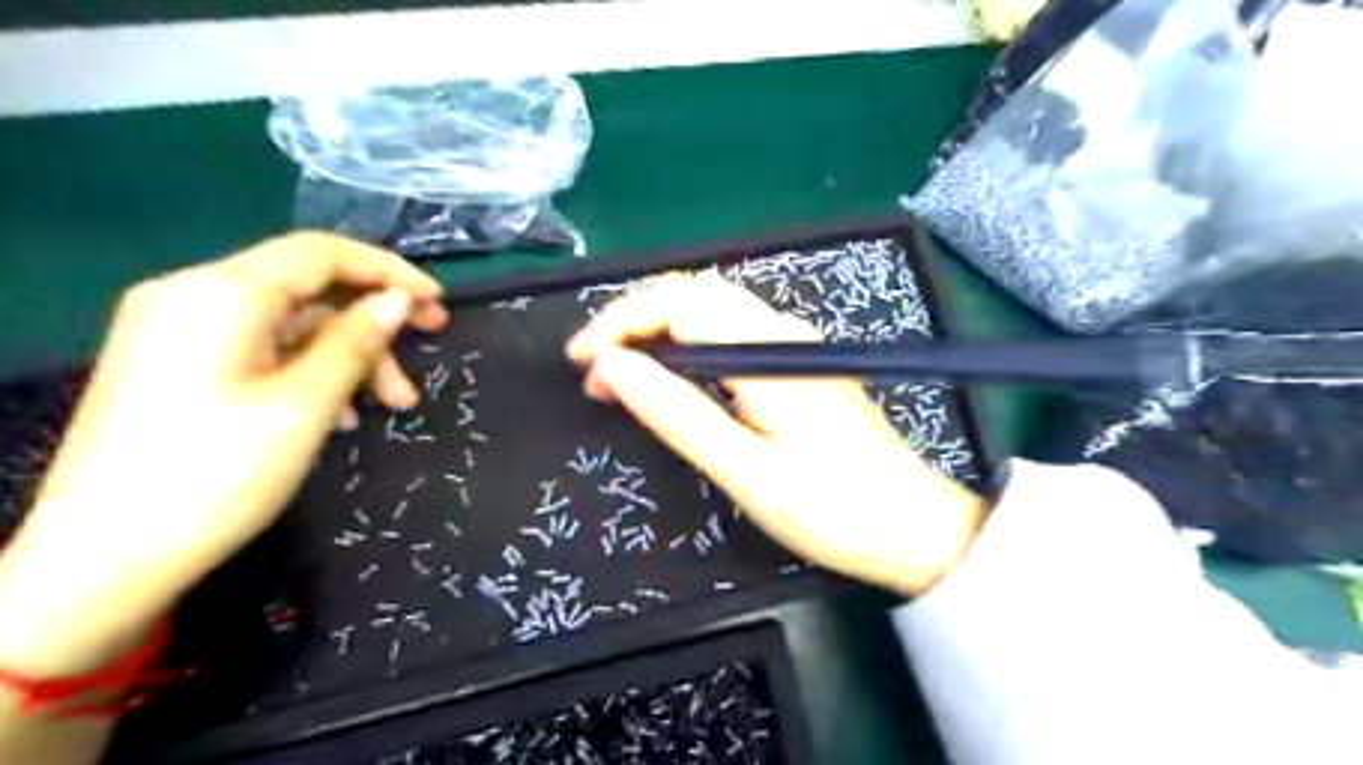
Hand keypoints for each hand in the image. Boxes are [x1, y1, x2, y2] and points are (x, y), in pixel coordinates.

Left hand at [0, 233, 449, 674]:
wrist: (102, 559)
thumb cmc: (218, 474)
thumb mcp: (306, 404)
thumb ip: (356, 342)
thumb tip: (398, 301)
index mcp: (221, 294)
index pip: (321, 253)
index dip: (388, 271)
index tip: (438, 303)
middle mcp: (193, 296)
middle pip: (308, 288)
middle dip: (373, 321)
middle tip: (428, 349)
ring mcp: (178, 331)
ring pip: (290, 323)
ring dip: (349, 355)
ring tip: (392, 406)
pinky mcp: (176, 365)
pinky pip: (262, 348)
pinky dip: (311, 370)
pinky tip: (340, 414)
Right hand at [570, 273, 984, 593]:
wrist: (914, 527)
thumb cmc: (830, 509)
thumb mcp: (744, 470)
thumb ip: (677, 413)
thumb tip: (612, 367)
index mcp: (767, 351)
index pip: (680, 301)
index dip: (621, 321)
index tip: (580, 361)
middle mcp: (783, 330)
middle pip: (695, 294)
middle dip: (635, 322)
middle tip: (596, 373)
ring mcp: (796, 343)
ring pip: (712, 311)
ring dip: (659, 334)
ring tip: (621, 379)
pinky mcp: (801, 363)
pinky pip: (731, 334)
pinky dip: (689, 348)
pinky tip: (673, 381)